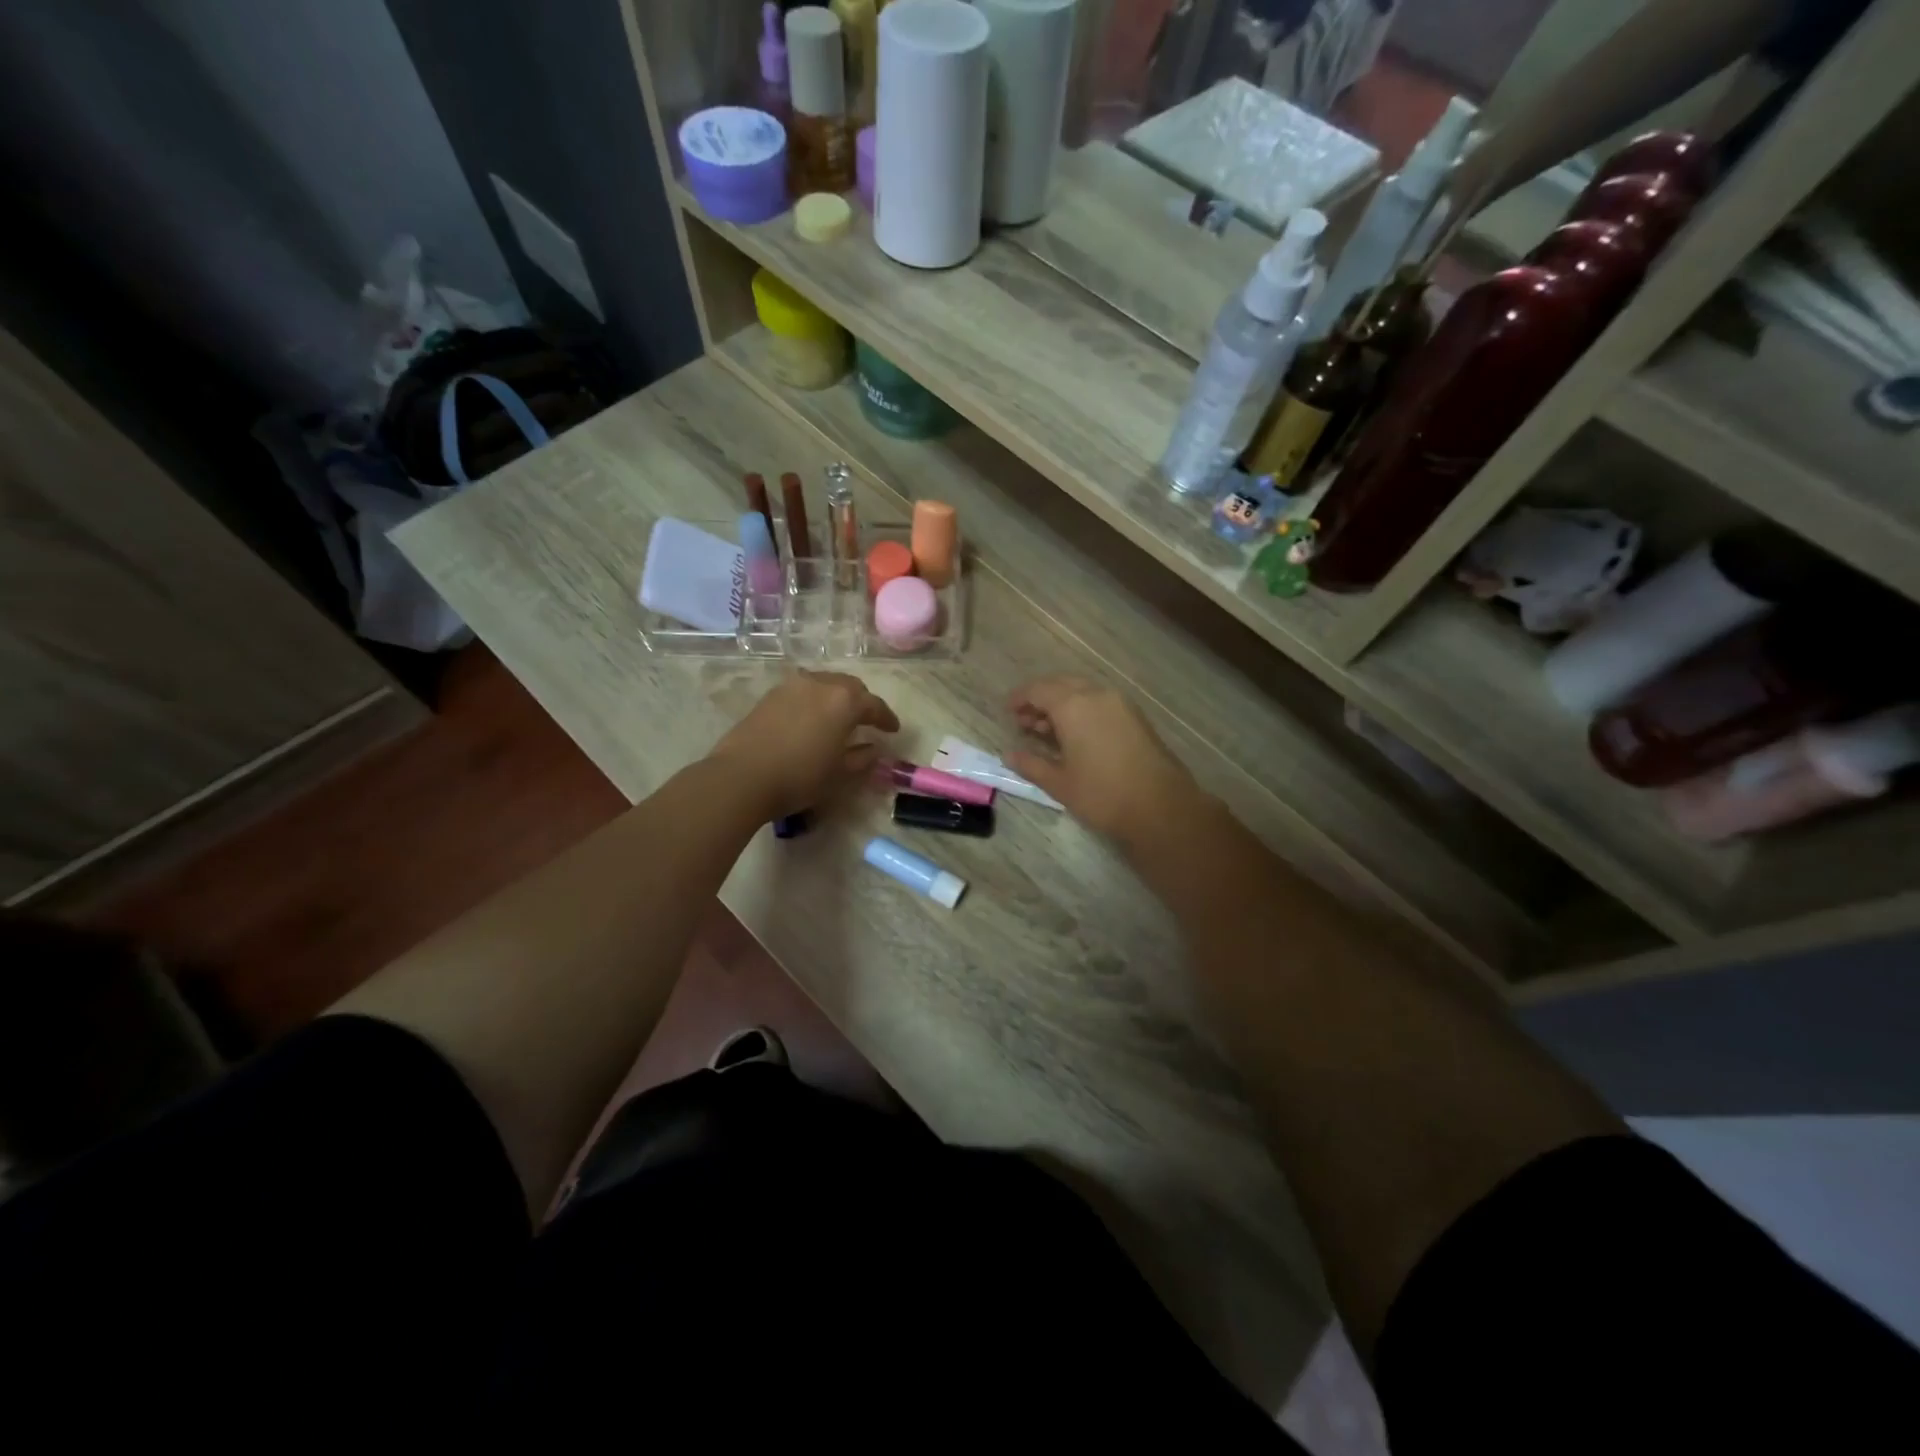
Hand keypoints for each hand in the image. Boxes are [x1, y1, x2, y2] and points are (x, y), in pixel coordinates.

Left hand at [709, 671, 899, 819]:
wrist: (741, 777)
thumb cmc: (800, 777)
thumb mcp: (839, 774)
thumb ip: (862, 758)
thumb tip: (873, 749)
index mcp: (844, 701)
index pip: (874, 705)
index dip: (886, 718)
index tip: (894, 730)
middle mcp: (820, 684)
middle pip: (850, 686)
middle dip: (862, 702)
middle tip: (868, 721)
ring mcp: (792, 686)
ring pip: (824, 684)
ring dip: (837, 698)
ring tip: (839, 718)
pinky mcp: (770, 695)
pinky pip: (802, 691)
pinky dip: (814, 701)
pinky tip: (812, 719)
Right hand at [1006, 676, 1199, 842]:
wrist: (1161, 806)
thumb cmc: (1102, 794)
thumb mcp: (1059, 783)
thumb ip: (1031, 764)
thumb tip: (1010, 755)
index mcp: (1073, 705)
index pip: (1038, 690)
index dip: (1020, 698)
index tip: (1008, 711)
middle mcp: (1097, 695)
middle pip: (1061, 685)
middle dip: (1040, 699)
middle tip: (1025, 721)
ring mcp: (1120, 704)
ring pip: (1082, 692)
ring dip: (1061, 704)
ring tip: (1046, 731)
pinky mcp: (1135, 716)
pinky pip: (1100, 702)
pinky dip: (1082, 710)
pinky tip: (1075, 735)